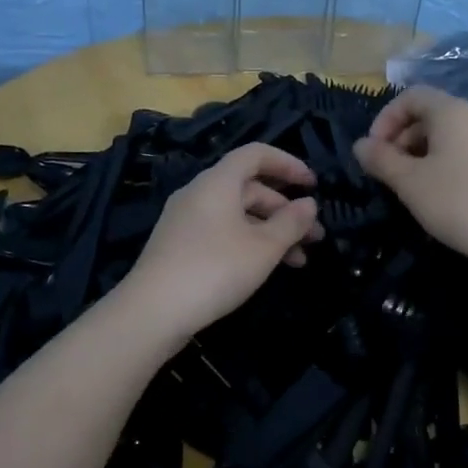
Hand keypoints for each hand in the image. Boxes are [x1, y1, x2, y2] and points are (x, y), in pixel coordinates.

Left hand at [118, 142, 323, 346]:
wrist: (152, 312)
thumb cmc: (215, 269)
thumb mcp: (263, 247)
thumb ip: (291, 222)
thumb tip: (309, 204)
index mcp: (218, 182)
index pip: (256, 154)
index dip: (287, 164)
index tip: (313, 184)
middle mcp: (200, 193)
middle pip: (250, 187)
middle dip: (286, 209)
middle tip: (315, 235)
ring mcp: (186, 220)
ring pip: (238, 215)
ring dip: (271, 232)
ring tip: (300, 260)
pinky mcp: (180, 246)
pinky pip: (223, 232)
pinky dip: (249, 243)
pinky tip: (267, 268)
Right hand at [353, 86, 467, 267]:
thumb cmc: (459, 203)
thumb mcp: (409, 182)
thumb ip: (381, 159)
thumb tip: (361, 145)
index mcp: (453, 111)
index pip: (411, 96)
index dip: (385, 118)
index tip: (373, 150)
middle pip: (430, 114)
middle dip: (402, 138)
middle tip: (388, 172)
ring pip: (449, 136)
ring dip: (422, 153)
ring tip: (411, 187)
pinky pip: (467, 152)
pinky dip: (445, 163)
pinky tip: (441, 195)